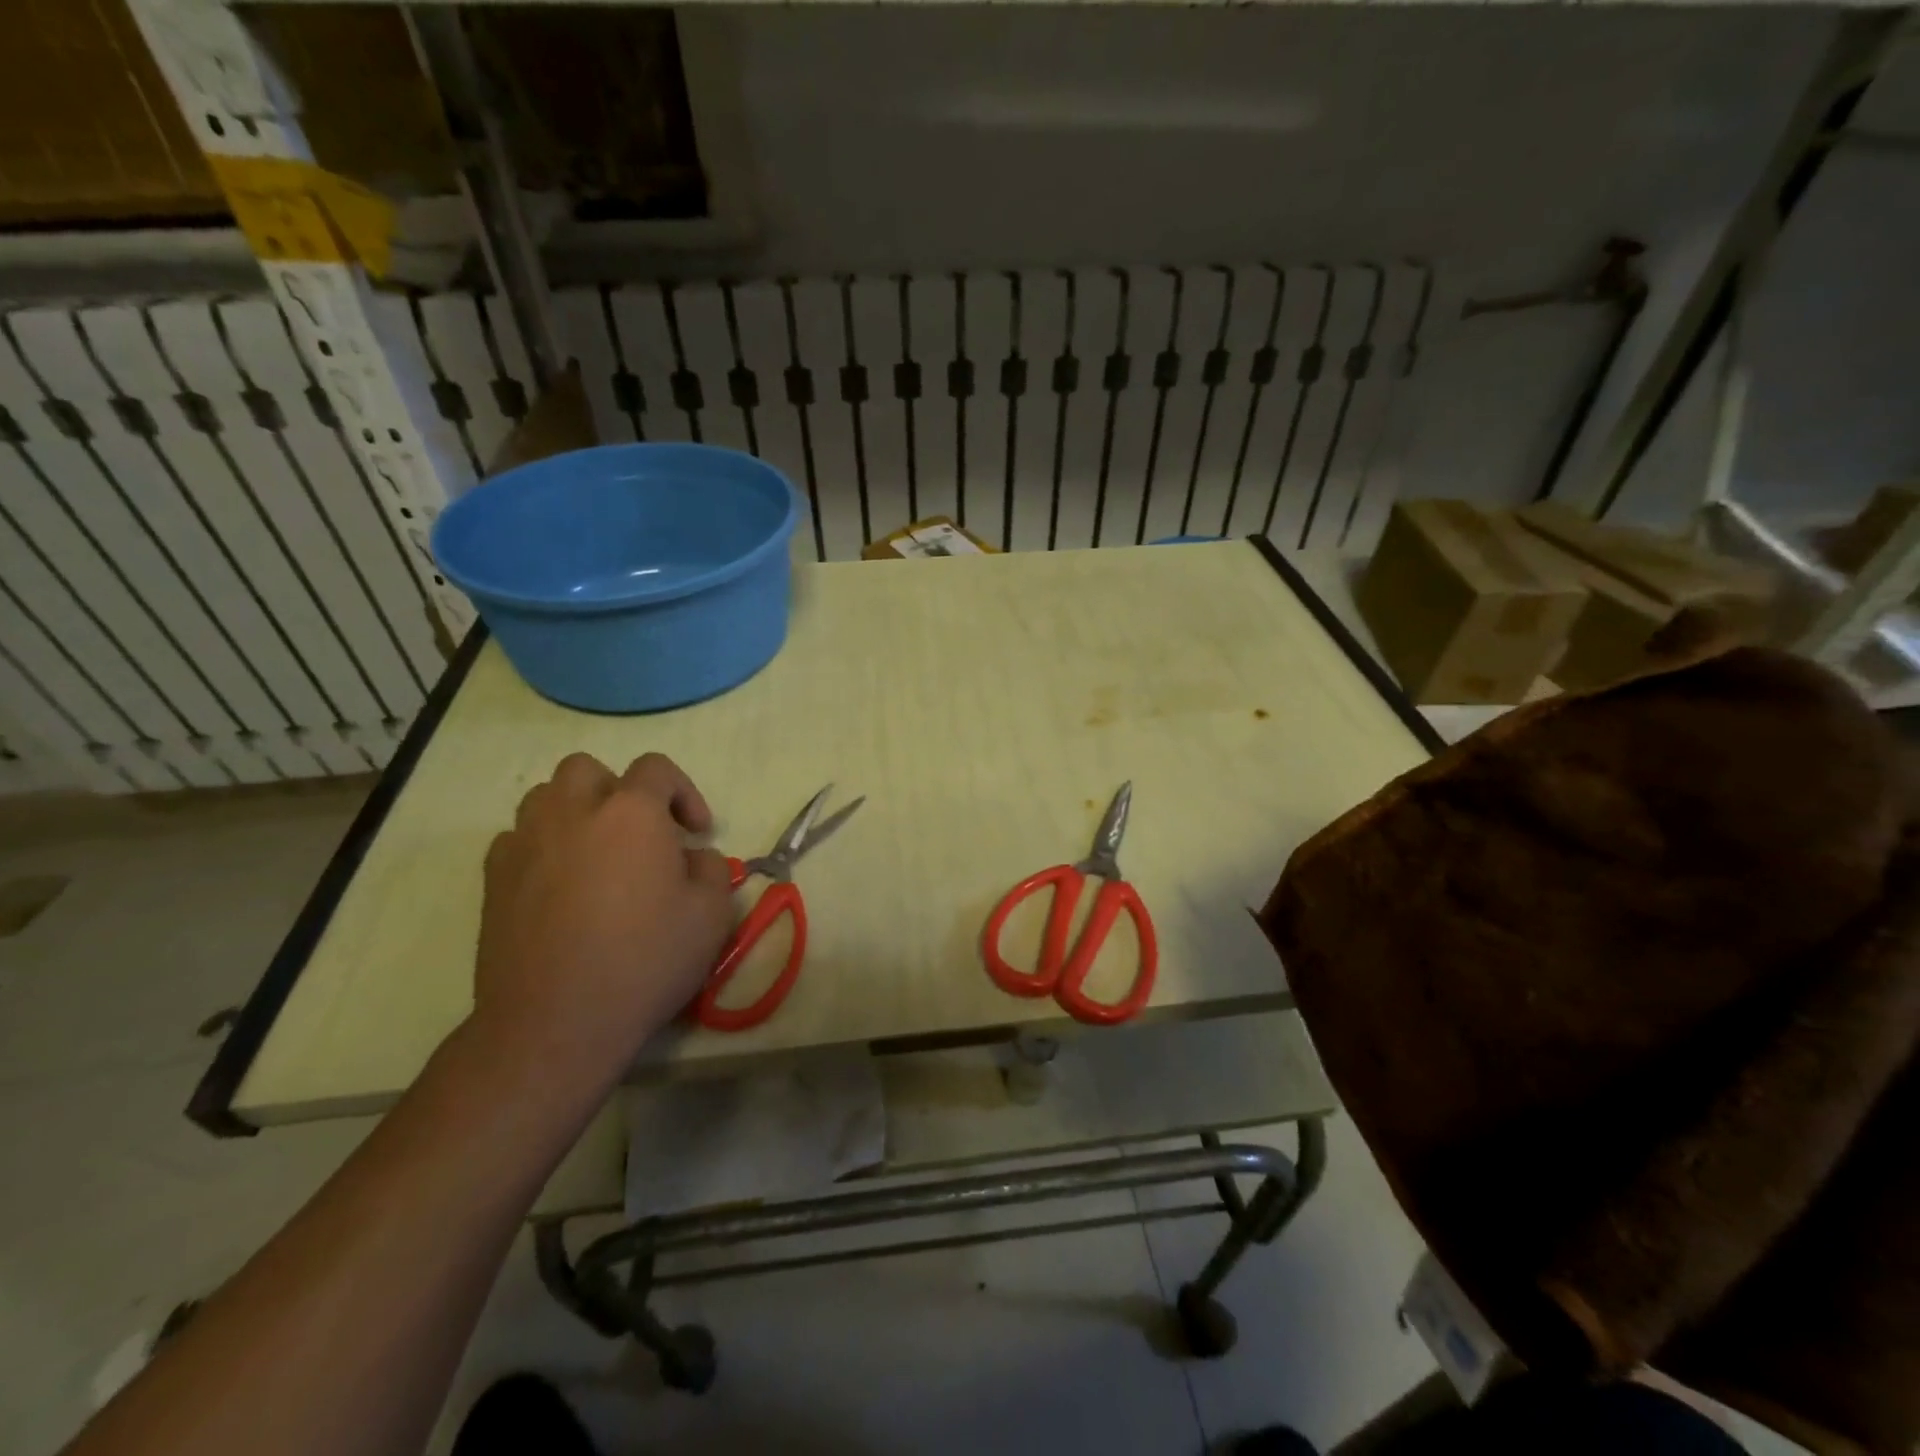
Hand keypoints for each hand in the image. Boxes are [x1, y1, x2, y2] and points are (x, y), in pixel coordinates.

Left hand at [471, 752, 733, 1098]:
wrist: (556, 1022)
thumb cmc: (645, 960)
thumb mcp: (712, 913)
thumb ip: (711, 868)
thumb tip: (691, 856)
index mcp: (631, 813)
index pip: (656, 769)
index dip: (684, 792)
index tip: (696, 832)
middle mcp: (573, 813)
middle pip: (589, 769)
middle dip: (619, 790)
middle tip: (641, 833)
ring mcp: (525, 843)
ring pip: (545, 796)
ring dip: (576, 811)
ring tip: (597, 851)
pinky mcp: (494, 880)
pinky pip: (517, 838)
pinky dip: (542, 845)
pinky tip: (559, 882)